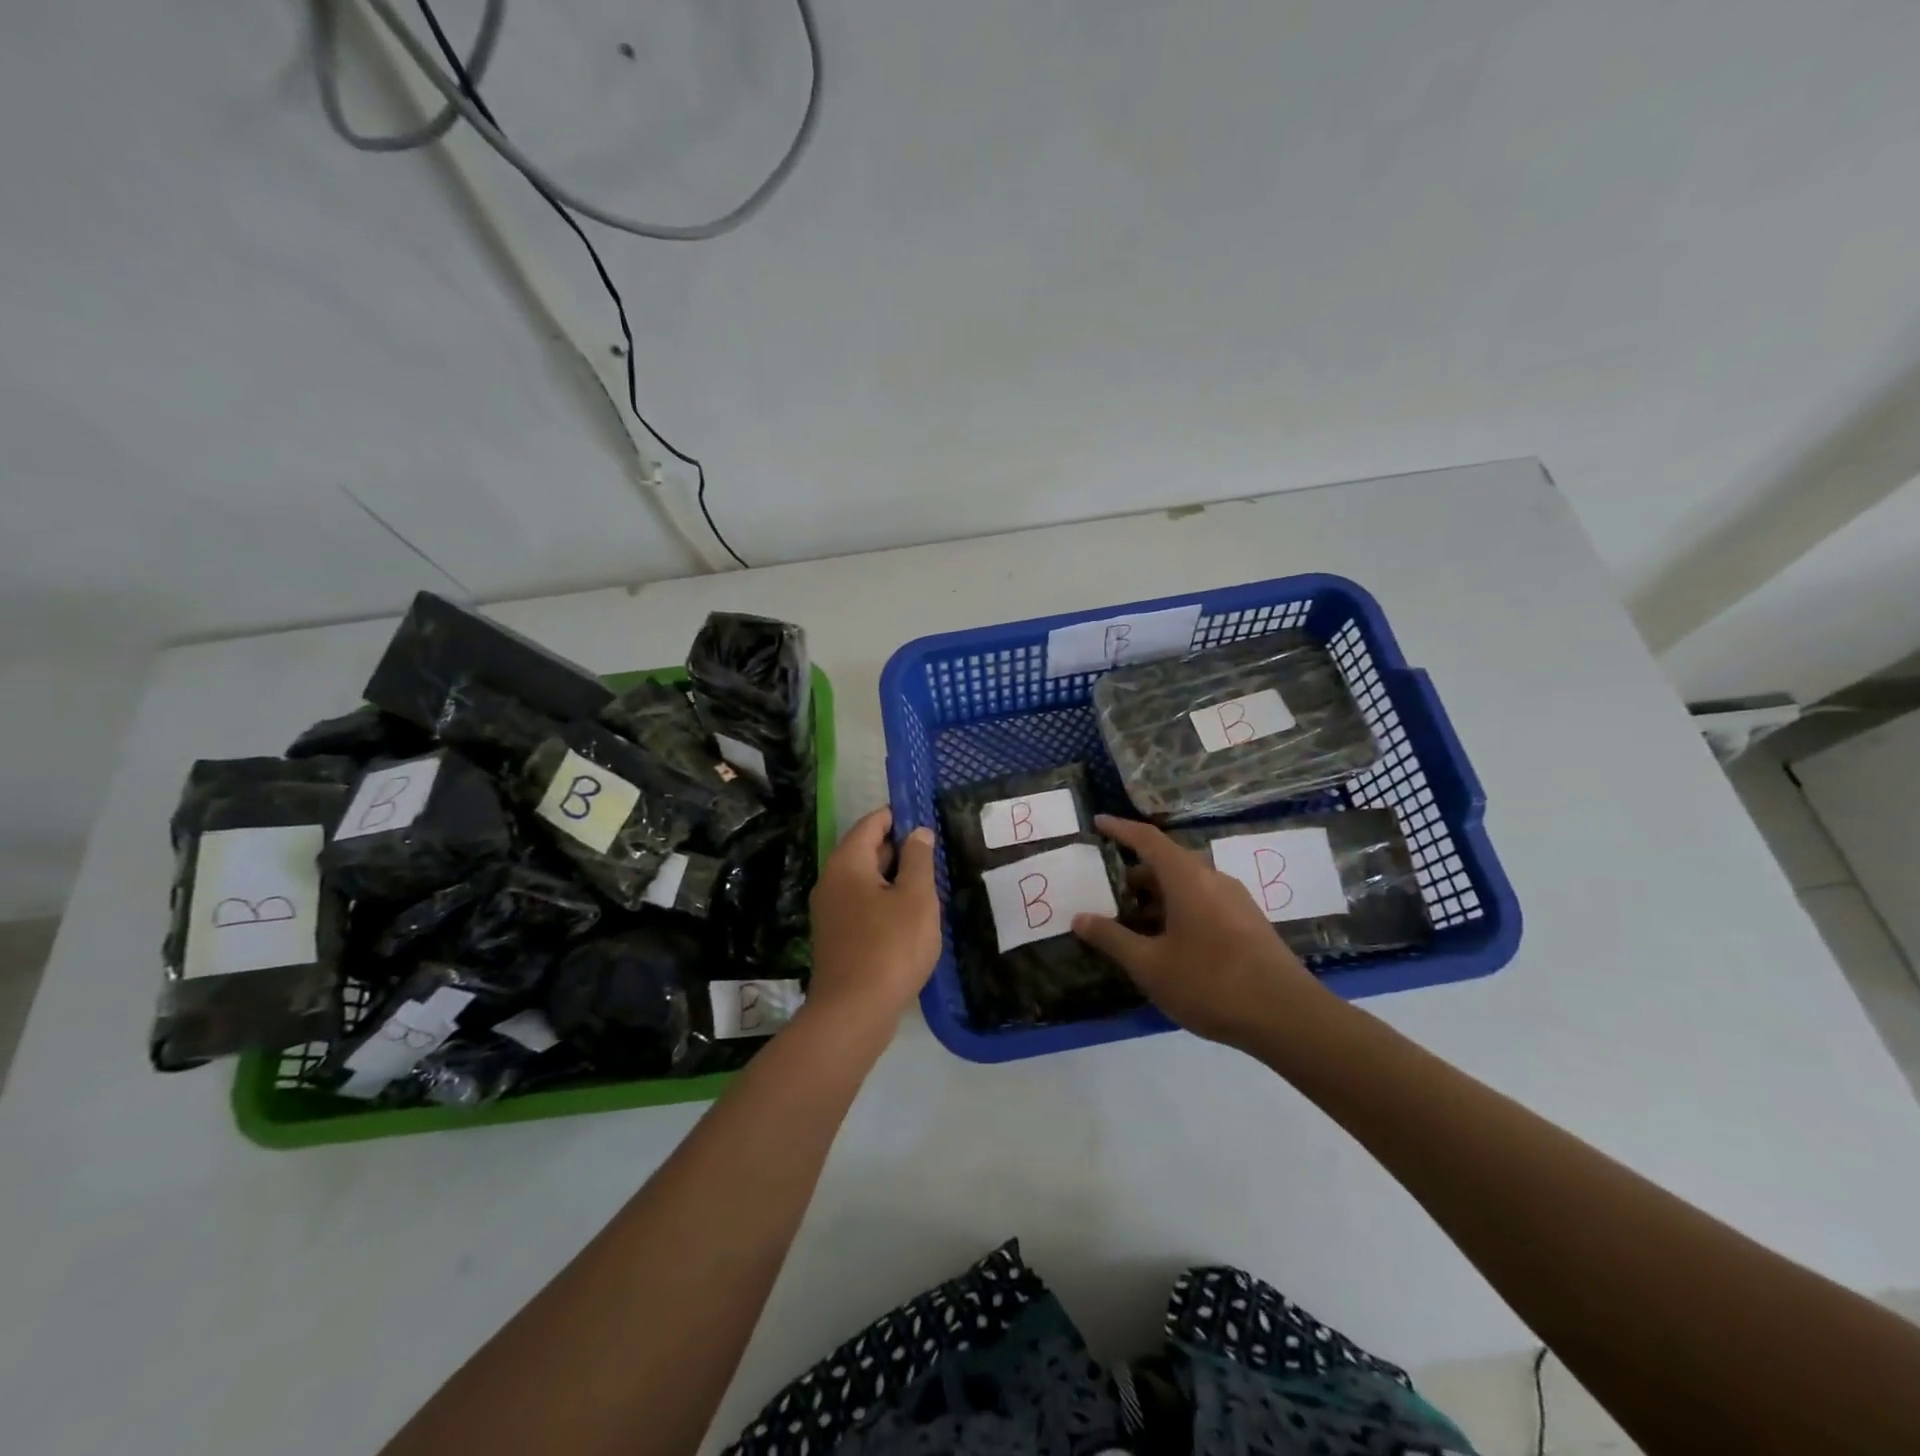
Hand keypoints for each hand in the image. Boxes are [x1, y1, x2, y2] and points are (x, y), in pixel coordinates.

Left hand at [805, 807, 941, 1032]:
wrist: (854, 1012)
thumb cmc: (890, 947)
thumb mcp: (916, 898)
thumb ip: (918, 860)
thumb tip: (918, 832)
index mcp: (847, 864)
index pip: (871, 824)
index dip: (899, 816)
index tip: (927, 818)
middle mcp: (832, 881)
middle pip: (866, 850)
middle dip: (900, 848)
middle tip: (935, 851)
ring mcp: (831, 911)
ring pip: (867, 880)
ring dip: (896, 878)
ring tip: (930, 882)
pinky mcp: (838, 937)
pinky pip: (864, 905)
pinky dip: (886, 901)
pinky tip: (912, 915)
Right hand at [1072, 814, 1323, 1046]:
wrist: (1287, 1016)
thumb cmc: (1210, 983)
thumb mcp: (1150, 965)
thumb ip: (1112, 938)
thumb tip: (1079, 918)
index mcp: (1187, 878)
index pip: (1148, 839)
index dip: (1121, 829)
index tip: (1098, 822)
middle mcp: (1213, 878)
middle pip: (1168, 862)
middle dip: (1136, 873)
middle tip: (1109, 890)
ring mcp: (1235, 900)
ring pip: (1187, 884)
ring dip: (1158, 896)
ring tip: (1134, 923)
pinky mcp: (1249, 923)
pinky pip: (1204, 901)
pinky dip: (1179, 909)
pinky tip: (1169, 943)